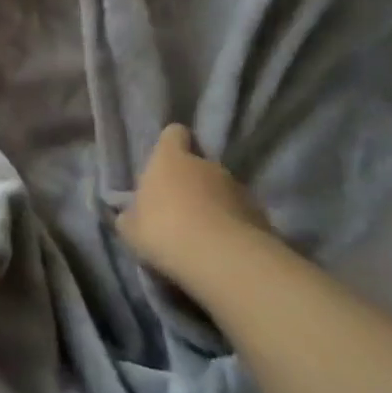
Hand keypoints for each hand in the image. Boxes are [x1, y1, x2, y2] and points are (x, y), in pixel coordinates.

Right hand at [116, 124, 272, 285]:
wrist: (222, 259)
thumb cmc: (163, 231)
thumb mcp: (130, 228)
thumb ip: (131, 215)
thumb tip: (132, 214)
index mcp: (170, 159)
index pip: (174, 133)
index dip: (170, 144)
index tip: (165, 161)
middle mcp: (206, 165)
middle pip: (199, 164)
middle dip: (191, 181)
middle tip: (179, 208)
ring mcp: (238, 188)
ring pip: (221, 190)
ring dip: (213, 204)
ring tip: (203, 232)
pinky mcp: (260, 214)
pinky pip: (240, 214)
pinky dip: (233, 225)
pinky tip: (223, 248)